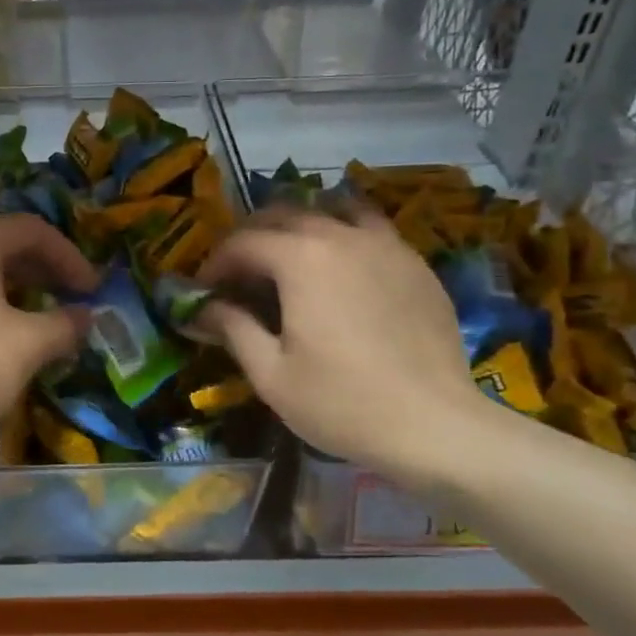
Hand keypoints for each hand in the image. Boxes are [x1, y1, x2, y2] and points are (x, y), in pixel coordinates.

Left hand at [0, 214, 97, 453]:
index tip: (91, 289)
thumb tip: (85, 316)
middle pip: (1, 246)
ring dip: (14, 289)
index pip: (31, 230)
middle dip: (42, 271)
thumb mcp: (27, 346)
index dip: (69, 256)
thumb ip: (64, 324)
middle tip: (70, 300)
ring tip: (37, 320)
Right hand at [193, 204, 498, 486]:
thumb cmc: (342, 403)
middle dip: (252, 237)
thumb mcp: (271, 374)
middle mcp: (341, 236)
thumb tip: (201, 309)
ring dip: (301, 225)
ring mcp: (385, 245)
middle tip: (240, 273)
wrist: (435, 426)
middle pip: (284, 214)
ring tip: (291, 257)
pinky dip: (345, 234)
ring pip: (332, 210)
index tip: (205, 291)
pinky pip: (371, 229)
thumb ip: (232, 329)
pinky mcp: (416, 263)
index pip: (243, 242)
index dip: (216, 263)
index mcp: (301, 258)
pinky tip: (342, 269)